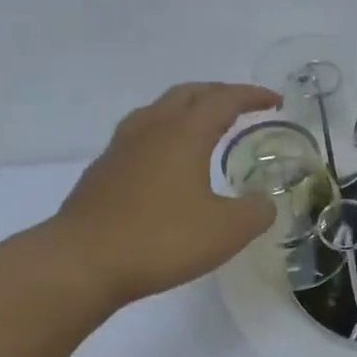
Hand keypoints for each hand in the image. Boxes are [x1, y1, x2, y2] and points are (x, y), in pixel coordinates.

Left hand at [48, 82, 280, 306]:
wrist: (81, 262)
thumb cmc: (161, 239)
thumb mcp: (227, 230)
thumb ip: (256, 211)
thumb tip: (263, 202)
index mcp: (184, 133)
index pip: (223, 99)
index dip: (252, 96)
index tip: (275, 101)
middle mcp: (151, 130)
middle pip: (187, 94)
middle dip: (219, 94)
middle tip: (242, 107)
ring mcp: (121, 149)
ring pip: (158, 111)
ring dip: (187, 111)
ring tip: (204, 128)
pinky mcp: (103, 172)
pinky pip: (140, 136)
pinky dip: (165, 136)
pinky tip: (169, 164)